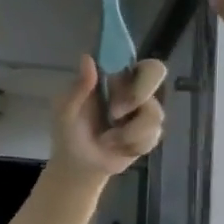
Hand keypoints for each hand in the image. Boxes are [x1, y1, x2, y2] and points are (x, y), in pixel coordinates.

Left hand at [50, 55, 167, 178]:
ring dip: (127, 133)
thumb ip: (78, 88)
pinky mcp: (150, 134)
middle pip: (157, 73)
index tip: (118, 84)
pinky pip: (152, 136)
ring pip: (154, 113)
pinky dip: (132, 146)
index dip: (134, 66)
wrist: (79, 166)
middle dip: (136, 96)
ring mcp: (144, 111)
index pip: (134, 58)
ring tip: (107, 140)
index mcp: (111, 78)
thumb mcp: (66, 111)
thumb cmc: (69, 132)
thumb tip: (87, 58)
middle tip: (115, 114)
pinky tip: (118, 149)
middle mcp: (132, 89)